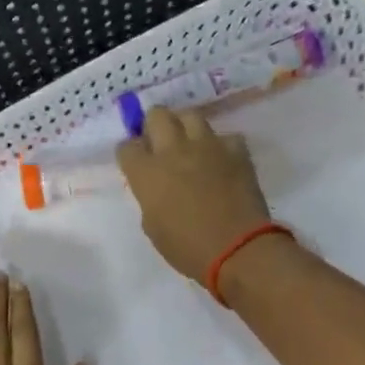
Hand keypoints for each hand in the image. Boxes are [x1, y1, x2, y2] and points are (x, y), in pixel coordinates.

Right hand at [116, 107, 273, 281]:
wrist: (237, 249)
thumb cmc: (187, 248)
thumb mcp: (153, 226)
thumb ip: (149, 197)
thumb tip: (156, 186)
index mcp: (147, 173)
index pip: (127, 146)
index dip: (130, 154)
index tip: (136, 163)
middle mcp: (174, 150)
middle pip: (156, 115)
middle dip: (153, 126)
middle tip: (159, 144)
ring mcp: (207, 146)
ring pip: (190, 115)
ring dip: (185, 127)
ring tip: (189, 145)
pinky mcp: (236, 150)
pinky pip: (224, 137)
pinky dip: (220, 147)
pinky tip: (221, 162)